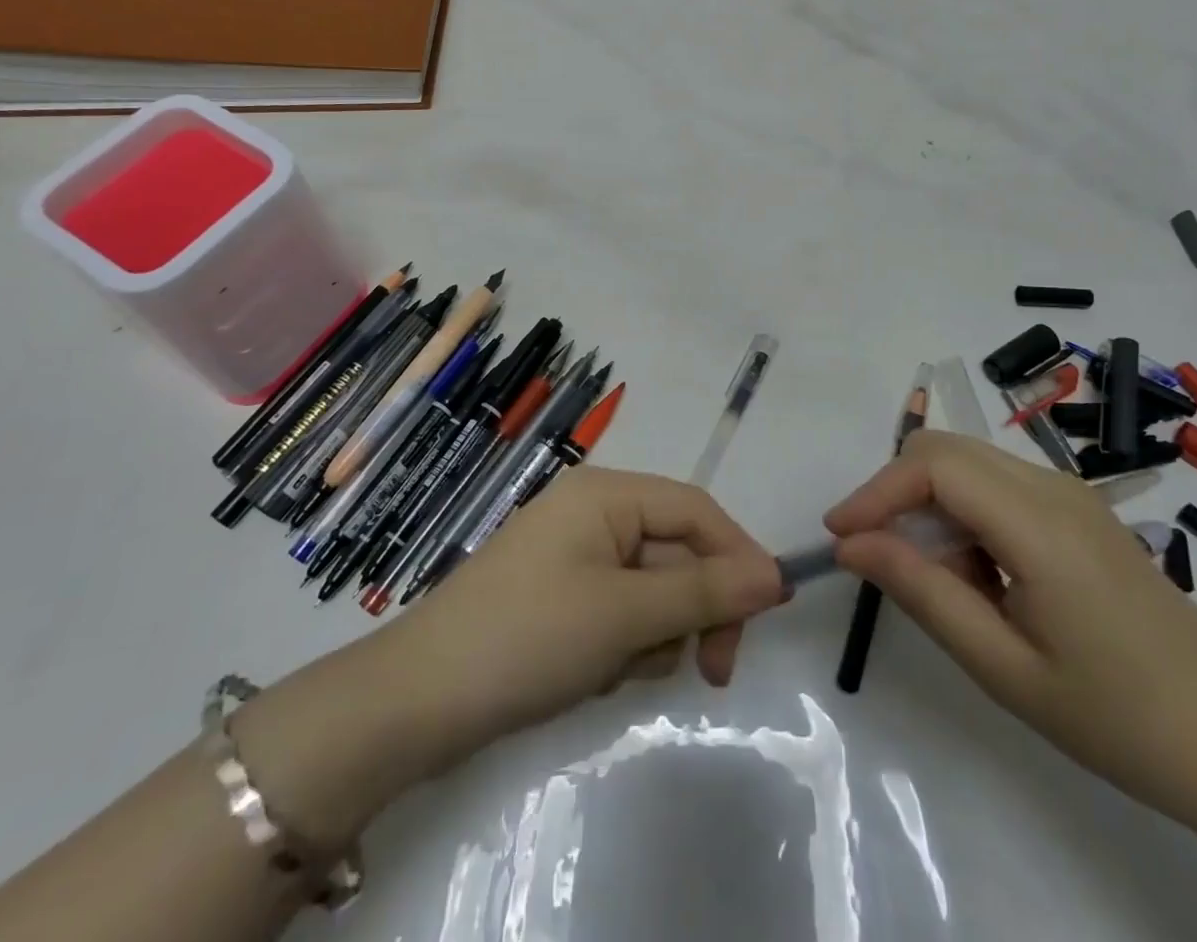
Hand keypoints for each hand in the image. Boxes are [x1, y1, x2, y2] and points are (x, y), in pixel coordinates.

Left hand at [393, 466, 785, 763]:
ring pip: (653, 588)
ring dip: (657, 633)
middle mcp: (593, 512)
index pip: (696, 510)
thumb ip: (705, 592)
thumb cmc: (530, 637)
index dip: (738, 555)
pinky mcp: (560, 596)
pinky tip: (598, 673)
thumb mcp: (626, 614)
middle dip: (695, 609)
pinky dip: (625, 644)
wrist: (419, 701)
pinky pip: (620, 610)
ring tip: (623, 668)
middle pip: (677, 550)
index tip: (768, 613)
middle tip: (710, 671)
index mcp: (607, 493)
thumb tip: (777, 575)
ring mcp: (574, 555)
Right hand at [827, 430, 1196, 826]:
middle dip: (895, 491)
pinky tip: (976, 575)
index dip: (876, 491)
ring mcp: (1071, 496)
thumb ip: (921, 593)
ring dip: (929, 504)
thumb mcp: (1003, 666)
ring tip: (933, 577)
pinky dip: (963, 513)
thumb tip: (850, 545)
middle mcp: (1053, 488)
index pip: (933, 466)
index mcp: (1039, 524)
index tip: (839, 537)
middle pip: (946, 449)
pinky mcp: (1079, 511)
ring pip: (969, 463)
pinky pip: (998, 486)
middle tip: (872, 551)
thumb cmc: (1119, 717)